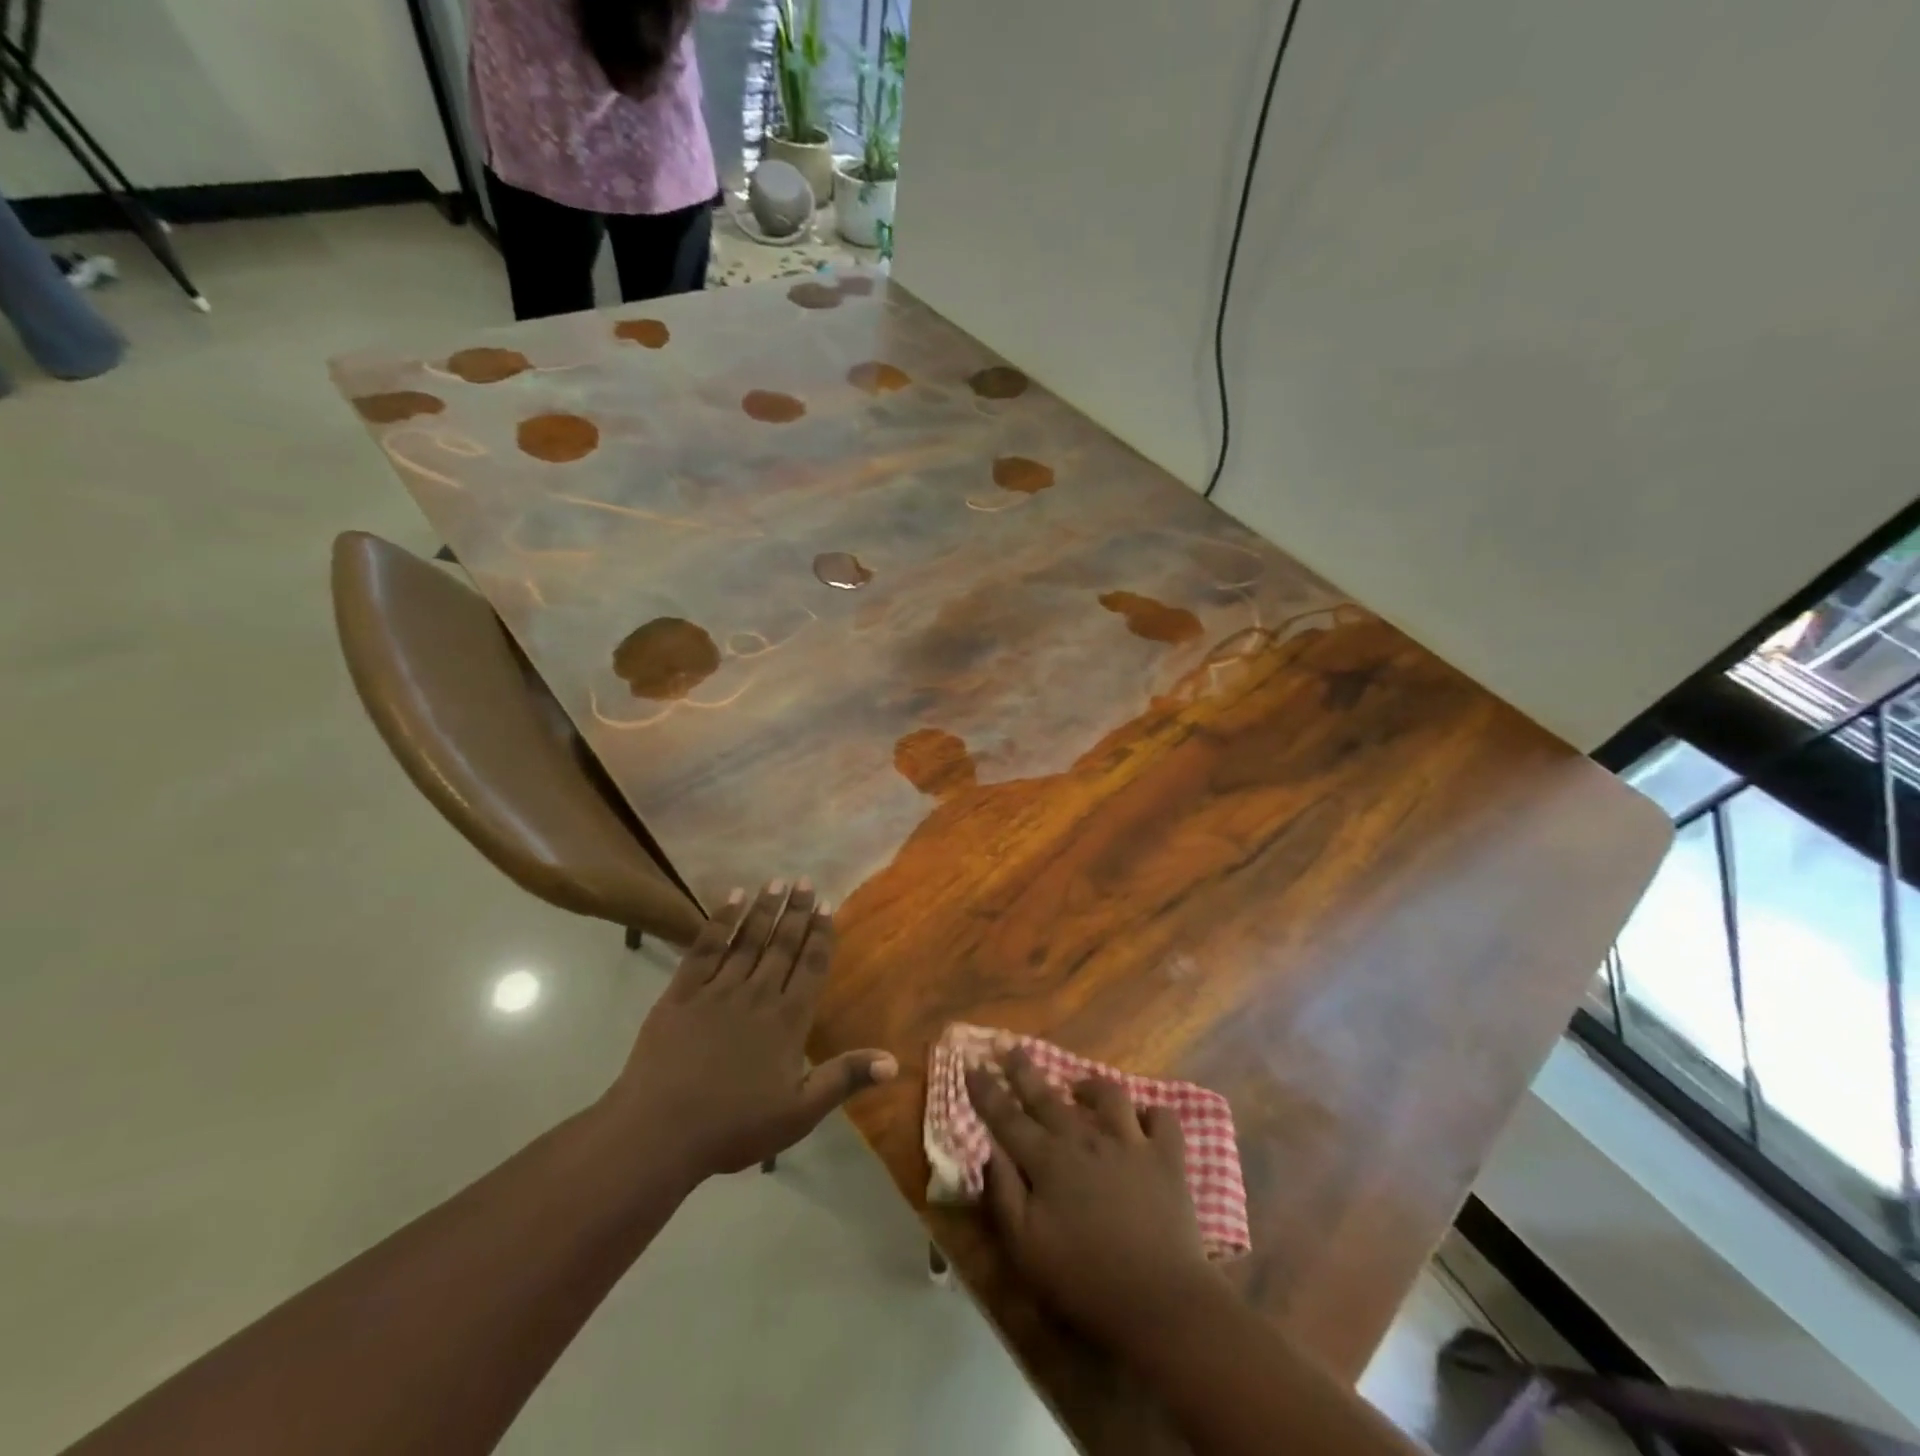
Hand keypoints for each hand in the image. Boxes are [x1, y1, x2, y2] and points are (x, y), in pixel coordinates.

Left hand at [607, 879, 896, 1183]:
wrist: (659, 1131)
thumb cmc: (734, 1126)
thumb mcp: (799, 1111)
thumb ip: (844, 1079)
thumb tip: (895, 1062)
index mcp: (787, 1020)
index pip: (810, 967)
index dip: (820, 935)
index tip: (826, 905)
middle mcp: (757, 994)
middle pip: (781, 945)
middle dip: (795, 912)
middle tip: (804, 880)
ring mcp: (717, 990)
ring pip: (747, 940)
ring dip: (764, 909)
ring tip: (776, 881)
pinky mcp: (681, 993)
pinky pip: (705, 948)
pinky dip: (720, 922)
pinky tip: (731, 899)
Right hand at [966, 1049, 1225, 1350]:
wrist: (1160, 1299)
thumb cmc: (1084, 1280)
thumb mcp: (1026, 1248)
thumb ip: (1003, 1194)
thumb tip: (988, 1151)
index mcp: (1048, 1161)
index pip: (1007, 1118)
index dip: (987, 1091)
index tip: (972, 1065)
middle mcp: (1085, 1139)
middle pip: (1048, 1096)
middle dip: (1025, 1071)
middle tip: (1012, 1048)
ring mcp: (1129, 1142)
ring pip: (1108, 1095)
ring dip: (1090, 1086)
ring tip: (1080, 1088)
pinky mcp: (1166, 1157)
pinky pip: (1162, 1118)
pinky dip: (1152, 1114)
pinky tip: (1143, 1120)